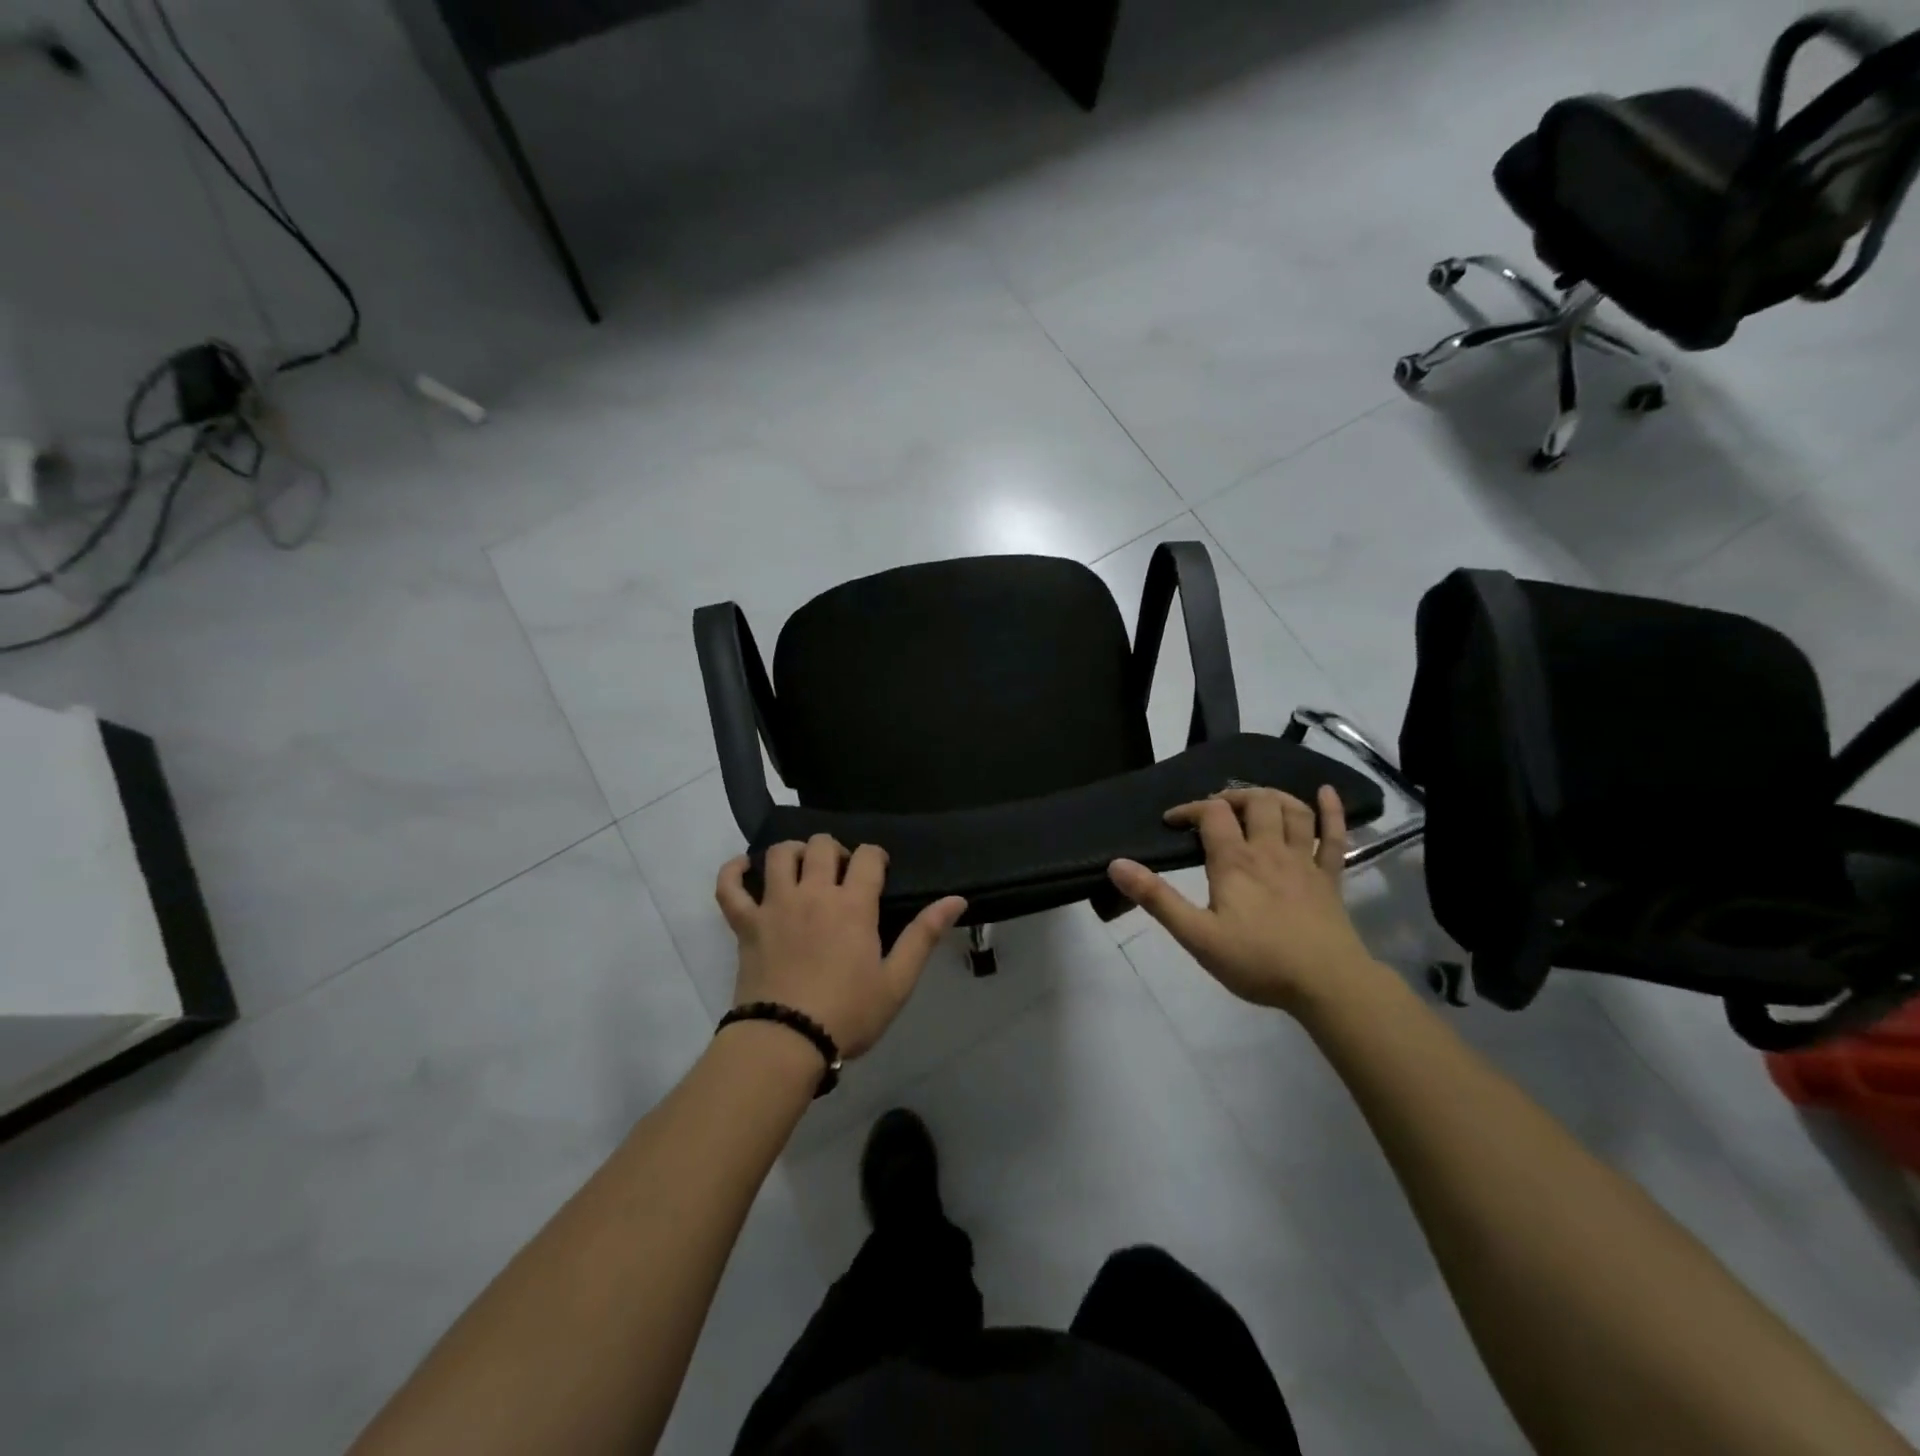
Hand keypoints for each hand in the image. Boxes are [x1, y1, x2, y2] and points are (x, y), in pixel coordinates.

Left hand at [716, 836, 966, 1059]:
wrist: (786, 1041)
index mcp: (853, 904)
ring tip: (801, 868)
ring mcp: (775, 905)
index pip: (867, 856)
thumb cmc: (847, 1014)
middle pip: (821, 846)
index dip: (876, 856)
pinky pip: (730, 887)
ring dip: (792, 852)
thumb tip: (957, 900)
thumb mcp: (897, 981)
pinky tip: (743, 869)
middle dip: (835, 850)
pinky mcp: (745, 924)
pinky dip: (733, 872)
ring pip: (778, 855)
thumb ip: (925, 935)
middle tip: (840, 874)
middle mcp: (813, 893)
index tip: (878, 872)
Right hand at [1108, 785, 1375, 1012]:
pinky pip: (1335, 836)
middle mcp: (1270, 850)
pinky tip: (1326, 793)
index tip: (1172, 821)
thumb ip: (1157, 899)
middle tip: (1216, 811)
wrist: (1327, 984)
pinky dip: (1332, 811)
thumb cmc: (1258, 961)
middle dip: (1232, 796)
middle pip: (1255, 801)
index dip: (1190, 809)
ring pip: (1293, 811)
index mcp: (1235, 861)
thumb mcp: (1197, 936)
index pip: (1211, 813)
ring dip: (1273, 797)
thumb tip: (1117, 864)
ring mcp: (1304, 861)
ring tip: (1256, 801)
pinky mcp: (1331, 877)